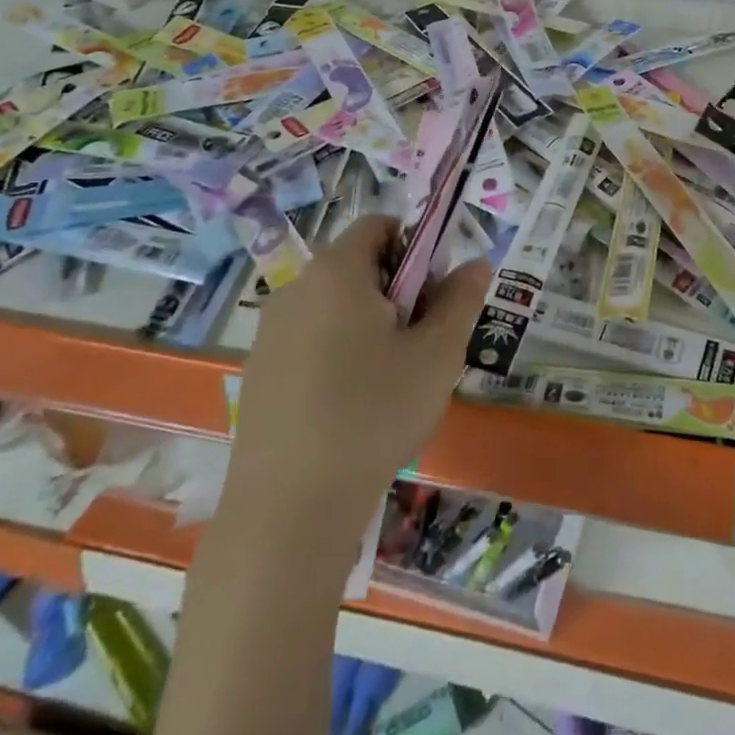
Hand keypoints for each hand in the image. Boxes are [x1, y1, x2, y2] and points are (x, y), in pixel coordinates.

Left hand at [225, 216, 489, 537]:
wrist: (289, 508)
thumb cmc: (374, 414)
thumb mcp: (437, 354)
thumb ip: (461, 299)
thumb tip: (475, 264)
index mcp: (337, 272)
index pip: (379, 225)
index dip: (416, 247)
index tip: (434, 295)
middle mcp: (295, 289)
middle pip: (358, 265)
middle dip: (397, 290)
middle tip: (421, 342)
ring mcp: (269, 333)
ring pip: (336, 306)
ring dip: (370, 324)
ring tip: (391, 379)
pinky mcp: (259, 372)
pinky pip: (311, 339)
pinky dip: (340, 353)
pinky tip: (353, 406)